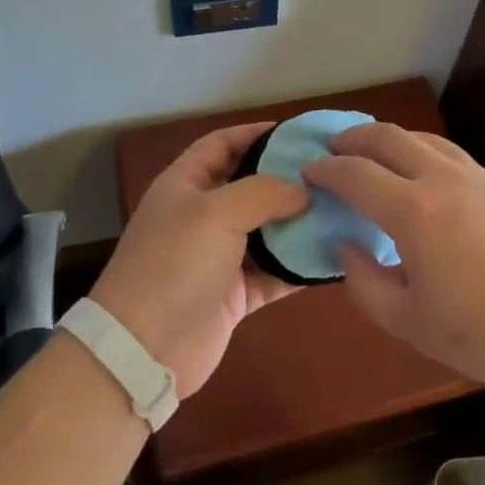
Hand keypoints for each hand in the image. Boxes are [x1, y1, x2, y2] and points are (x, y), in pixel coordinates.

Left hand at [89, 122, 306, 397]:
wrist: (144, 351)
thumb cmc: (175, 264)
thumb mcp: (217, 213)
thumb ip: (263, 192)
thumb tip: (302, 191)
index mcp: (186, 185)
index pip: (221, 144)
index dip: (255, 133)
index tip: (297, 132)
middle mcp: (202, 216)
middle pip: (249, 187)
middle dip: (286, 179)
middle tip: (330, 173)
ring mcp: (218, 258)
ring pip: (266, 231)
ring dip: (298, 224)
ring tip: (339, 210)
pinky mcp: (234, 295)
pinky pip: (273, 273)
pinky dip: (297, 267)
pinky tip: (331, 258)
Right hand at [302, 124, 484, 390]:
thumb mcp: (413, 325)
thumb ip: (367, 285)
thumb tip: (347, 246)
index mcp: (412, 211)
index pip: (355, 173)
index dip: (326, 169)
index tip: (308, 171)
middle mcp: (440, 178)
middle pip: (387, 137)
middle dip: (353, 137)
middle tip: (334, 148)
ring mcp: (475, 176)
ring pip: (422, 138)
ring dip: (390, 139)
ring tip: (375, 154)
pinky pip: (449, 152)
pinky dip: (421, 151)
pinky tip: (424, 174)